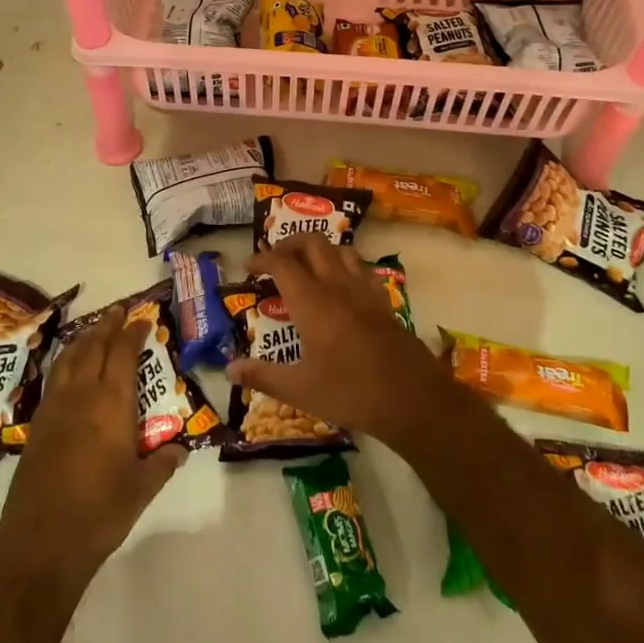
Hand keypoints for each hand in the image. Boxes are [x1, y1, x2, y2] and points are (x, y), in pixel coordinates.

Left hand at [0, 308, 185, 589]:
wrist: (41, 543)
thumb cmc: (100, 513)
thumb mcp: (142, 489)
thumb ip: (162, 464)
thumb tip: (179, 449)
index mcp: (111, 404)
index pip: (122, 353)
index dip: (132, 332)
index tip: (142, 319)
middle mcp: (81, 395)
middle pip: (92, 346)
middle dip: (106, 326)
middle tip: (118, 311)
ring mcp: (54, 408)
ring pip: (68, 358)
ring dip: (83, 339)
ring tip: (94, 330)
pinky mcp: (37, 425)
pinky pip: (54, 378)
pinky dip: (66, 361)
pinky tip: (70, 369)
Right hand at [228, 235, 454, 445]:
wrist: (414, 400)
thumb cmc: (351, 393)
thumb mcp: (300, 390)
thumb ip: (263, 376)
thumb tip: (229, 370)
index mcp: (312, 302)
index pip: (282, 263)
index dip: (262, 258)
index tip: (249, 266)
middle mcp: (337, 286)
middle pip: (313, 242)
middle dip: (290, 243)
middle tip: (275, 259)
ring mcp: (365, 291)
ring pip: (341, 249)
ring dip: (320, 249)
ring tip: (307, 266)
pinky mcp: (384, 302)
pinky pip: (362, 269)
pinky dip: (345, 266)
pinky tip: (342, 286)